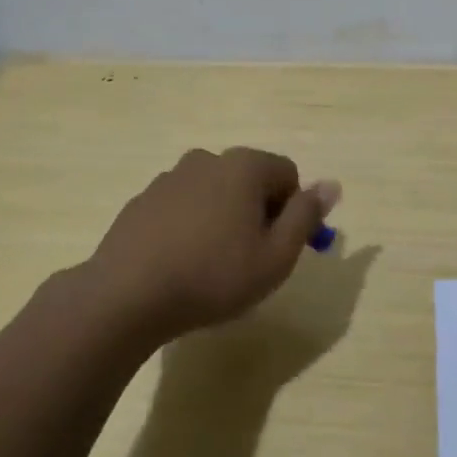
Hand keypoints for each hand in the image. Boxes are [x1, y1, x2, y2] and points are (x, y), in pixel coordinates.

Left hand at [86, 147, 341, 340]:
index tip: (279, 247)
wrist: (125, 297)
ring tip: (211, 265)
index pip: (288, 174)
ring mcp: (170, 178)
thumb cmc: (213, 276)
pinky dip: (189, 226)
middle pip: (250, 180)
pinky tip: (180, 263)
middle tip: (249, 260)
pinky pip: (182, 206)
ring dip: (222, 219)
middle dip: (257, 213)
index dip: (293, 211)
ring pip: (215, 193)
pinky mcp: (142, 200)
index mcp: (244, 166)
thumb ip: (307, 216)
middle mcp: (207, 159)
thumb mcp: (276, 256)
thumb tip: (332, 184)